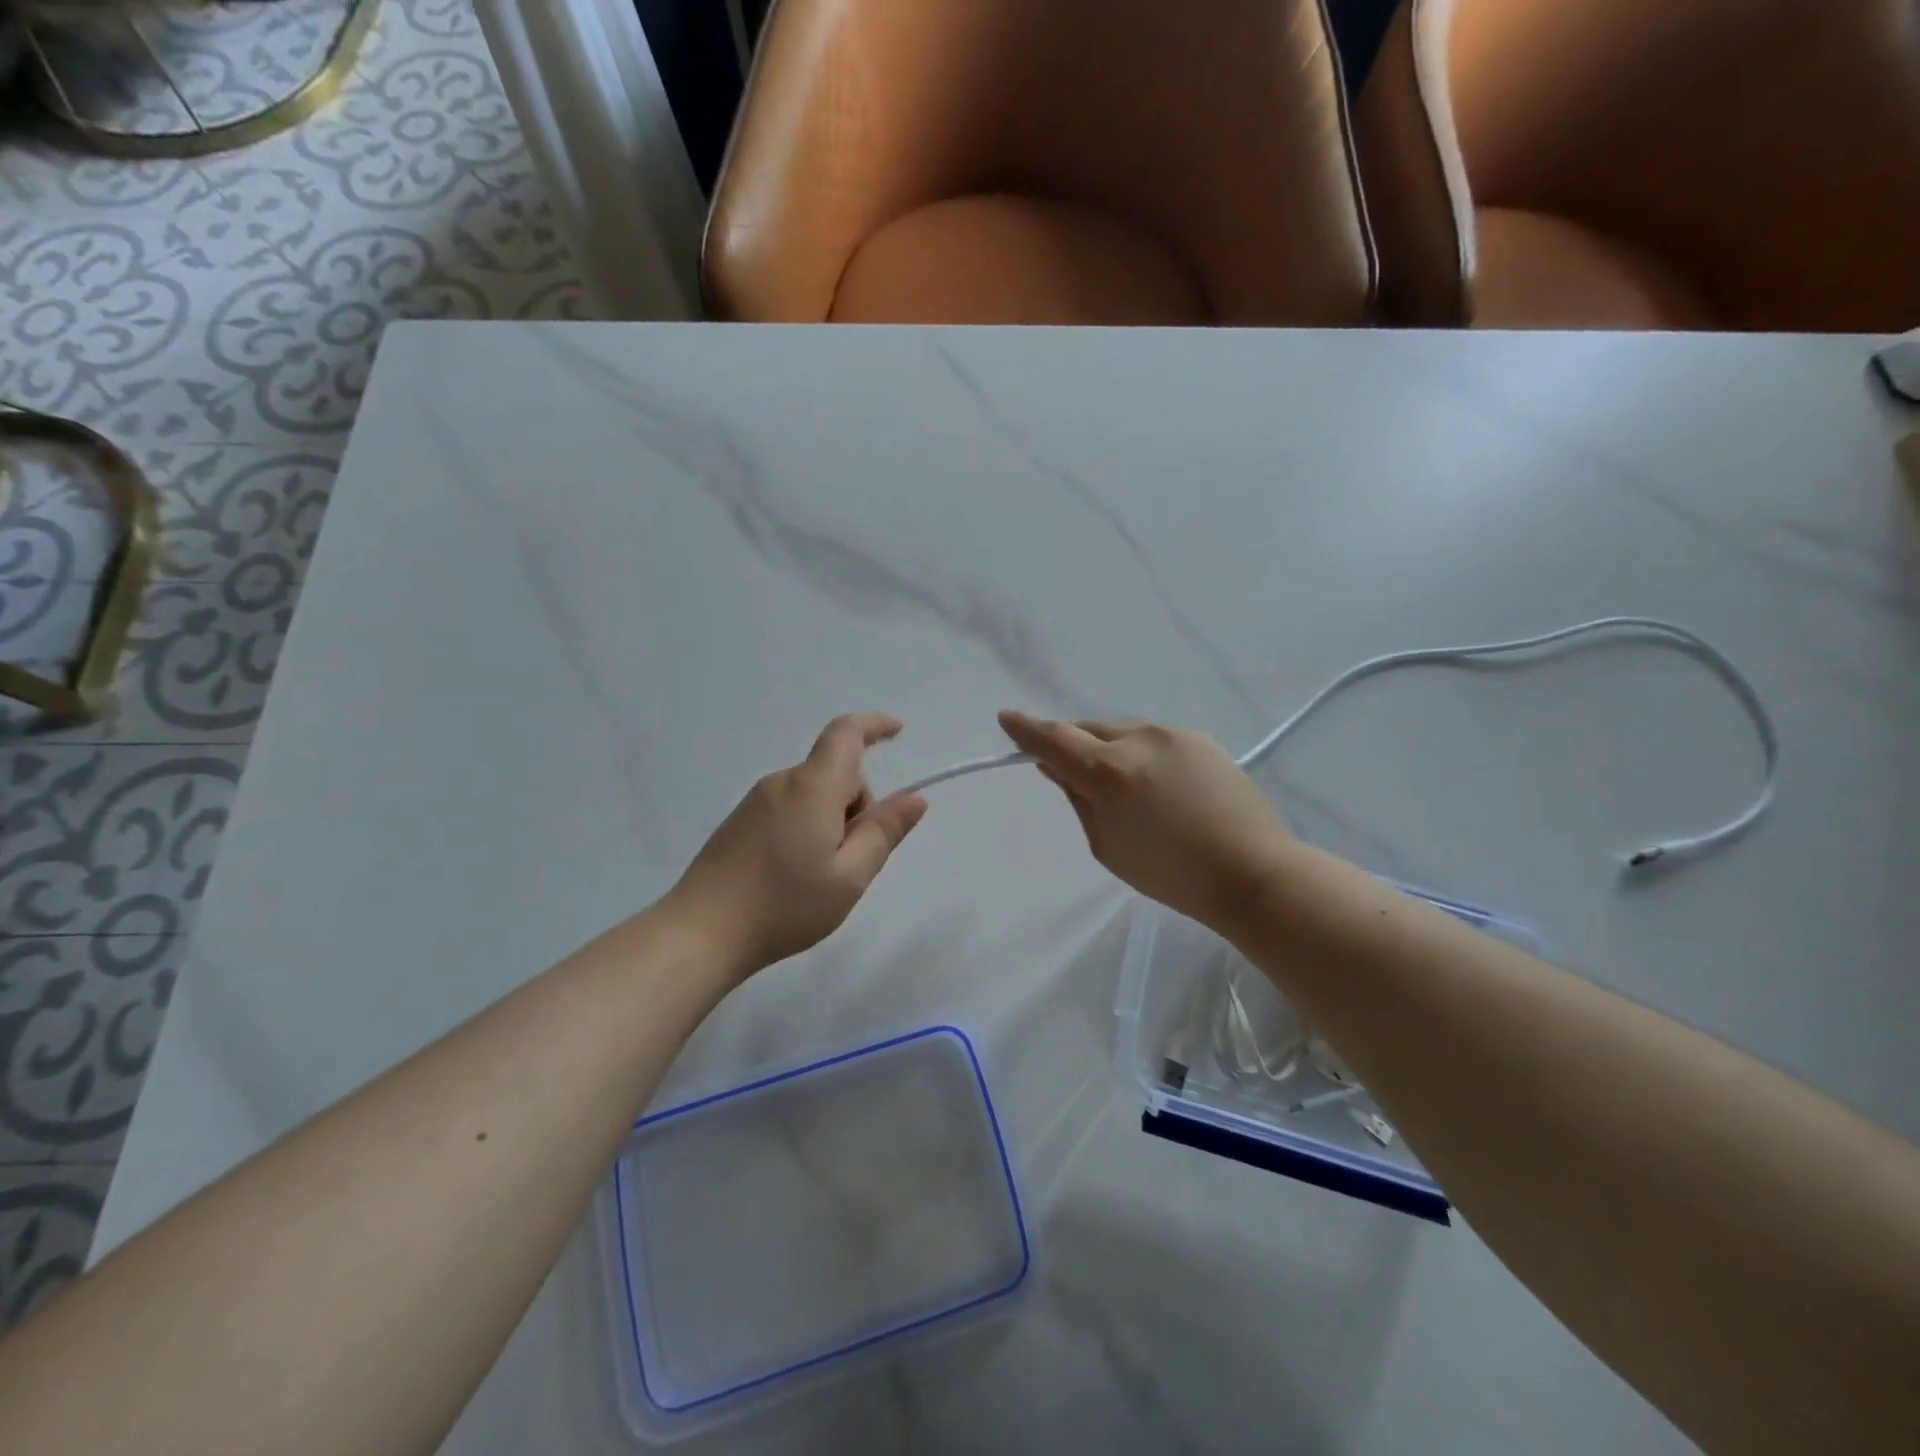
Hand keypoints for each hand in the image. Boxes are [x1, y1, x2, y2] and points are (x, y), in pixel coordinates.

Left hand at [668, 713, 927, 975]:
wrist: (700, 933)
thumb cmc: (785, 905)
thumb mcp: (850, 876)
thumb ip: (884, 832)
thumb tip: (914, 798)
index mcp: (812, 787)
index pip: (846, 734)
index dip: (874, 725)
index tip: (898, 732)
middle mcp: (782, 782)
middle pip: (835, 773)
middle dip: (857, 804)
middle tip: (853, 860)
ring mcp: (756, 801)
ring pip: (813, 794)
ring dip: (831, 820)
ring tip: (820, 876)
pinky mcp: (740, 821)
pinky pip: (790, 808)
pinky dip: (807, 827)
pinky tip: (793, 875)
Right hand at [998, 711, 1290, 930]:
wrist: (1251, 871)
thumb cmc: (1170, 872)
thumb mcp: (1106, 845)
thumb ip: (1078, 799)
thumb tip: (1058, 768)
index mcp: (1109, 771)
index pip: (1055, 740)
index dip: (1026, 730)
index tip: (1007, 718)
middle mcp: (1138, 739)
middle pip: (1088, 730)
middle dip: (1073, 745)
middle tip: (1071, 773)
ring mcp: (1173, 734)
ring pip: (1122, 732)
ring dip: (1109, 750)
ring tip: (1124, 788)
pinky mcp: (1200, 739)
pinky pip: (1153, 739)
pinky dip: (1141, 755)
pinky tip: (1157, 786)